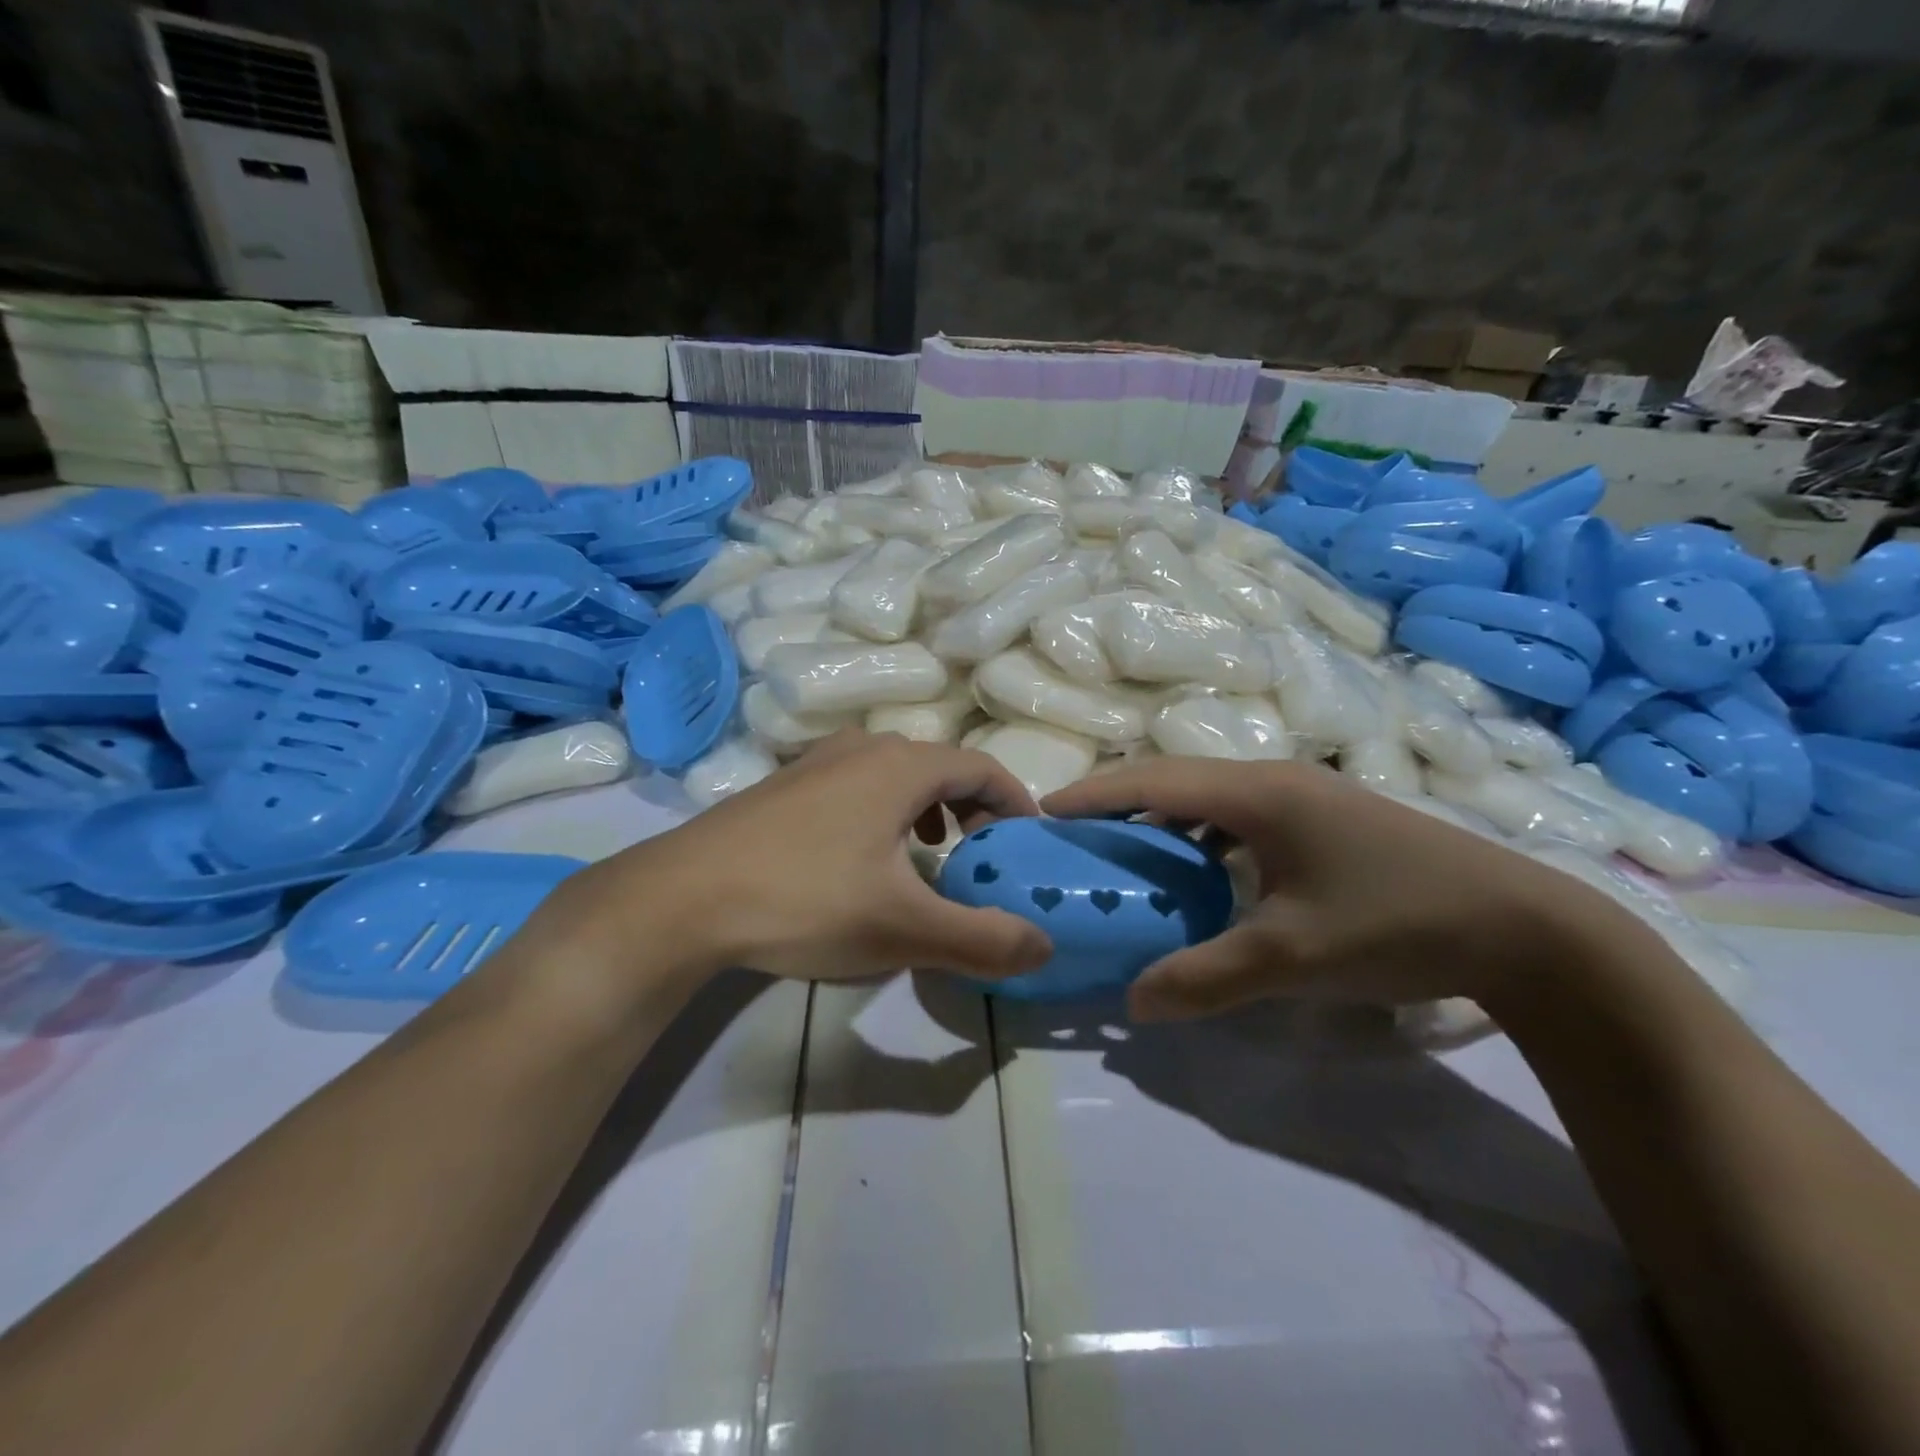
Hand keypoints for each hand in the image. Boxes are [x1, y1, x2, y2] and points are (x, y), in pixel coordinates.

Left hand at [541, 731, 1053, 991]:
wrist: (682, 898)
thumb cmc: (806, 900)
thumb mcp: (904, 930)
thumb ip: (982, 939)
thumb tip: (1045, 944)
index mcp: (901, 766)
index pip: (982, 767)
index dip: (1015, 802)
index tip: (1028, 841)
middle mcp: (863, 748)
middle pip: (940, 765)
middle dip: (973, 807)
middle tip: (982, 854)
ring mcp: (817, 761)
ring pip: (896, 773)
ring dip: (928, 808)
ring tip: (931, 853)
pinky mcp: (784, 785)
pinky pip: (857, 784)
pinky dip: (885, 811)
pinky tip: (864, 858)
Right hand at [1043, 758, 1634, 1022]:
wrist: (1525, 928)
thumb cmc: (1397, 924)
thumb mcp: (1292, 959)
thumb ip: (1205, 978)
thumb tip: (1131, 1001)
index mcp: (1259, 794)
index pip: (1154, 781)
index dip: (1095, 793)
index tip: (1045, 811)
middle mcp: (1275, 780)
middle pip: (1175, 780)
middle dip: (1119, 803)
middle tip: (1074, 837)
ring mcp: (1304, 797)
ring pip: (1208, 797)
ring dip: (1162, 820)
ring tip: (1124, 854)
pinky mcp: (1323, 820)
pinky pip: (1239, 816)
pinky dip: (1201, 836)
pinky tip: (1197, 871)